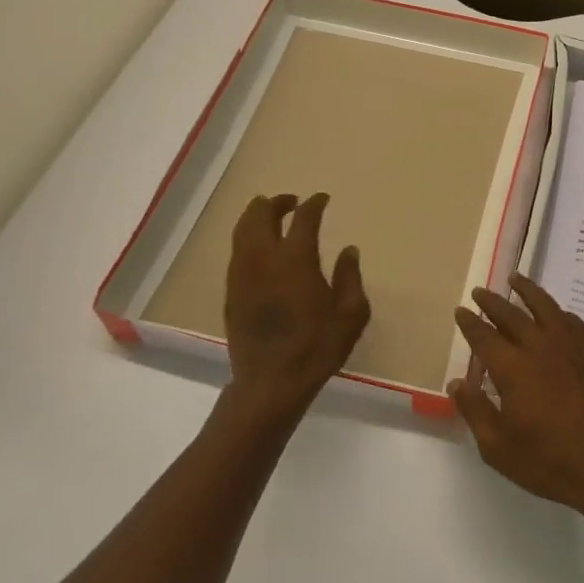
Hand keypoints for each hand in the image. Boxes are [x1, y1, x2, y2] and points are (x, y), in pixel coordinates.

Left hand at [224, 193, 369, 416]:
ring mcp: (242, 273)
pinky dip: (248, 238)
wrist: (270, 383)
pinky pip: (236, 251)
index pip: (303, 218)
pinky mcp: (231, 290)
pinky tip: (261, 249)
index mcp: (296, 259)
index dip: (314, 204)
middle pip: (261, 214)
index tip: (322, 199)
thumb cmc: (317, 348)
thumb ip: (350, 277)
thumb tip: (348, 250)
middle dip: (277, 202)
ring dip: (257, 216)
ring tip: (272, 217)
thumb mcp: (351, 315)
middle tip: (292, 202)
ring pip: (242, 229)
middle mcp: (263, 258)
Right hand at [452, 274, 583, 518]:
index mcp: (513, 369)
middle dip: (493, 302)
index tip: (461, 310)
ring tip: (516, 279)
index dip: (470, 322)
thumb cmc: (548, 462)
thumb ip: (475, 411)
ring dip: (528, 291)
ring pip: (546, 308)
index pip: (485, 336)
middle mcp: (541, 349)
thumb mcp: (498, 447)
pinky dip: (559, 312)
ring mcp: (571, 349)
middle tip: (480, 291)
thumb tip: (458, 382)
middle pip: (512, 315)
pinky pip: (573, 322)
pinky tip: (555, 313)